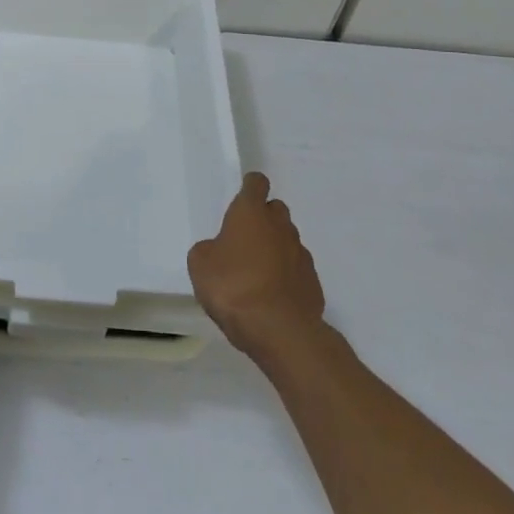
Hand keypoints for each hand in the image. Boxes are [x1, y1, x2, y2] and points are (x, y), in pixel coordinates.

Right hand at [188, 172, 325, 359]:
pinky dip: (287, 276)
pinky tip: (274, 296)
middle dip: (264, 219)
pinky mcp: (313, 282)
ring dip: (276, 248)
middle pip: (275, 209)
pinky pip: (297, 269)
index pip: (256, 183)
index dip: (250, 187)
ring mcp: (300, 253)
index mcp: (251, 212)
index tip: (243, 197)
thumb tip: (219, 251)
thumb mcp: (200, 265)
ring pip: (288, 240)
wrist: (280, 331)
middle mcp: (279, 225)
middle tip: (246, 240)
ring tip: (258, 274)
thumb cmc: (234, 287)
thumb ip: (208, 250)